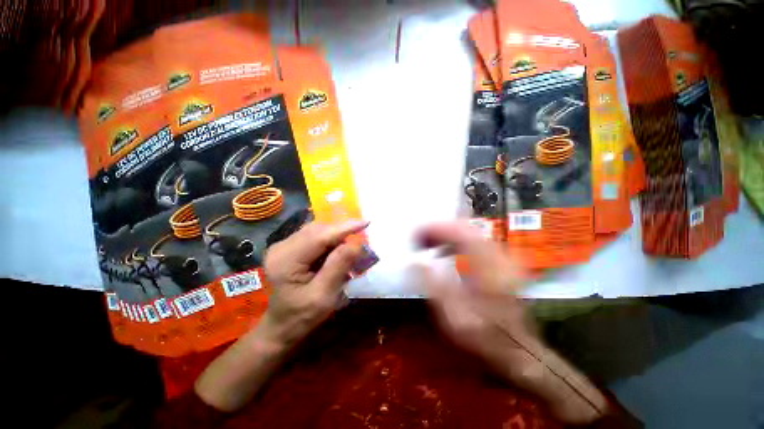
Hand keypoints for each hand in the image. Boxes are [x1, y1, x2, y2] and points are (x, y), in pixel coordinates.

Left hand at [195, 219, 367, 411]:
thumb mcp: (324, 296)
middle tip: (361, 240)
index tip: (366, 222)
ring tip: (350, 247)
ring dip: (336, 236)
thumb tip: (356, 242)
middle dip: (341, 232)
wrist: (282, 327)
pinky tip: (337, 250)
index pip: (319, 237)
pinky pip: (314, 236)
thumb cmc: (302, 317)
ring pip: (317, 231)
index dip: (344, 228)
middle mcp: (281, 247)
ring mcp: (284, 245)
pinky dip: (330, 240)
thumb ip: (338, 267)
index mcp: (285, 260)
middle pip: (318, 230)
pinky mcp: (290, 247)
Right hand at [417, 221, 608, 424]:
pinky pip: (474, 242)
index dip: (434, 228)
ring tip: (428, 244)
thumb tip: (414, 262)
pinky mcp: (501, 262)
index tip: (415, 234)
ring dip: (446, 235)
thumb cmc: (483, 334)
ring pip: (469, 233)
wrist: (517, 349)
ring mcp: (502, 257)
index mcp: (487, 264)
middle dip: (438, 229)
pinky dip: (456, 242)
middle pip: (464, 228)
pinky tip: (445, 252)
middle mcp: (498, 254)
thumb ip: (432, 284)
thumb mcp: (452, 313)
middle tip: (420, 239)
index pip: (458, 231)